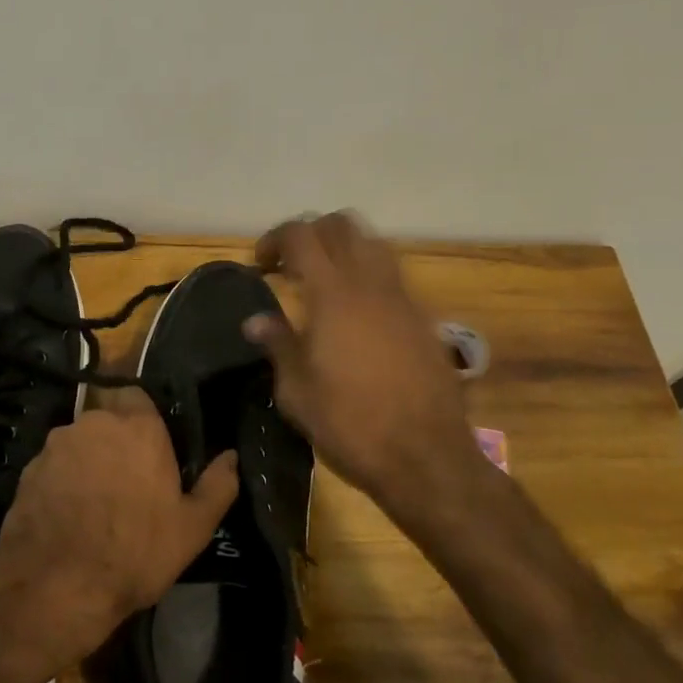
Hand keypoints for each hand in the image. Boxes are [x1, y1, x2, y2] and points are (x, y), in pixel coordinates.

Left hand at [0, 389, 238, 668]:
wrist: (58, 583)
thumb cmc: (136, 551)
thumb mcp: (192, 528)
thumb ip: (218, 485)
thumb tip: (231, 456)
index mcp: (138, 427)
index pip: (138, 395)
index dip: (143, 418)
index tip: (150, 447)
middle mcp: (95, 422)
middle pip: (106, 419)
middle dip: (115, 440)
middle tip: (126, 479)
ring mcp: (57, 443)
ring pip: (78, 441)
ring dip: (87, 459)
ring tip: (94, 501)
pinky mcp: (28, 468)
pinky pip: (53, 465)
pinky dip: (61, 480)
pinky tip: (67, 514)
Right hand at [248, 211, 478, 510]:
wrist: (426, 457)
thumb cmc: (350, 425)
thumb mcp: (297, 391)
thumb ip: (278, 344)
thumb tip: (256, 320)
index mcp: (333, 295)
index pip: (301, 235)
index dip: (276, 239)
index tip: (261, 265)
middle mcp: (370, 284)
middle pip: (342, 225)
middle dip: (311, 235)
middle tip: (291, 267)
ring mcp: (402, 298)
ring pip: (373, 243)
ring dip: (344, 249)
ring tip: (323, 283)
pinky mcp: (423, 319)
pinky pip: (392, 275)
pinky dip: (368, 276)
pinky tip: (356, 314)